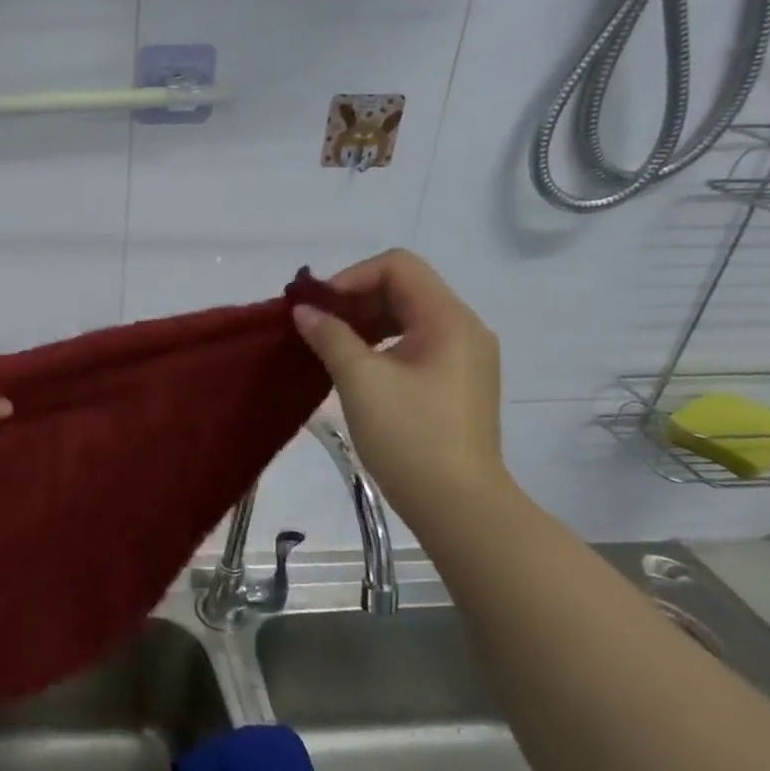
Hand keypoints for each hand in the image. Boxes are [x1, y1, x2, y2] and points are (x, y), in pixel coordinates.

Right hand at [292, 250, 511, 527]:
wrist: (458, 504)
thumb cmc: (409, 436)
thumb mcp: (360, 380)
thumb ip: (330, 336)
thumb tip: (303, 311)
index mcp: (448, 319)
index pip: (398, 266)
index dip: (352, 277)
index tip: (319, 309)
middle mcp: (465, 328)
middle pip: (405, 288)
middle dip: (356, 299)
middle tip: (318, 327)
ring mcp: (466, 357)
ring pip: (410, 316)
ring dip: (367, 322)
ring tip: (332, 347)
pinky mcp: (458, 382)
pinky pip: (418, 343)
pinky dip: (384, 344)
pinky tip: (358, 369)